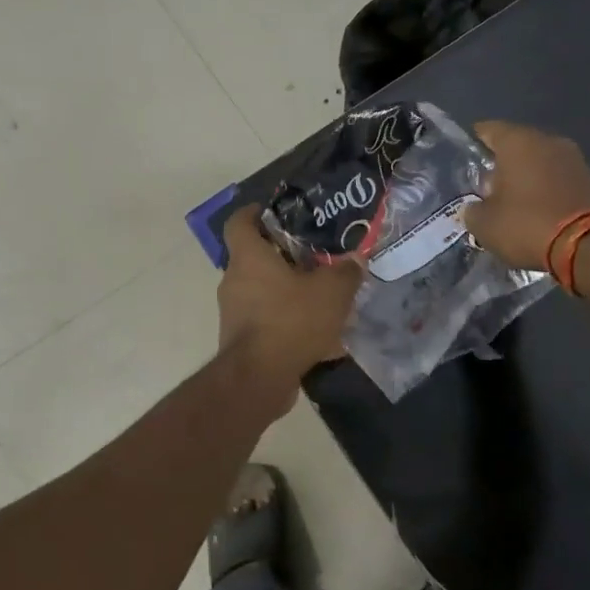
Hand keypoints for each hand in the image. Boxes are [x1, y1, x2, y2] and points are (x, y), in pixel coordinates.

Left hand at [217, 206, 362, 380]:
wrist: (259, 378)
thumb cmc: (290, 320)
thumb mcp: (331, 291)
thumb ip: (345, 272)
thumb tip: (355, 260)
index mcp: (248, 257)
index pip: (238, 222)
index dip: (252, 212)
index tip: (271, 212)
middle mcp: (234, 280)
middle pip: (253, 258)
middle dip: (282, 257)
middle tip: (313, 258)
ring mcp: (234, 312)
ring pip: (262, 292)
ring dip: (286, 293)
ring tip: (320, 299)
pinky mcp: (240, 340)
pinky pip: (266, 322)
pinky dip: (286, 323)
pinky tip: (318, 336)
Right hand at [462, 121, 589, 270]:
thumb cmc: (529, 224)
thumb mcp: (485, 225)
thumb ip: (473, 211)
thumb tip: (474, 209)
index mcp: (518, 141)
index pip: (487, 130)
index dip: (473, 144)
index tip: (465, 162)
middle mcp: (549, 141)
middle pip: (516, 146)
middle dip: (501, 166)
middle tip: (487, 190)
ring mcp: (576, 159)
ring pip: (541, 163)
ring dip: (527, 179)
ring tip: (514, 205)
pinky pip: (561, 181)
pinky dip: (549, 192)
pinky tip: (540, 214)